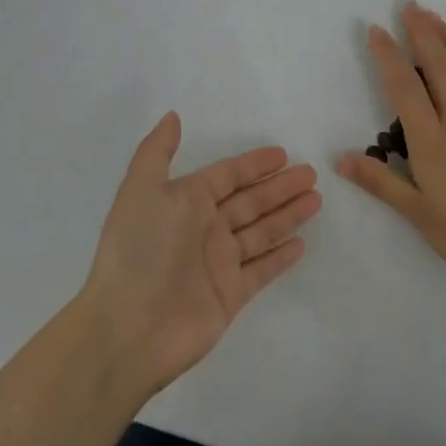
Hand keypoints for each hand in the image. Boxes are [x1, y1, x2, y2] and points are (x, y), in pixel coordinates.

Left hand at [79, 112, 320, 395]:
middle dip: (280, 186)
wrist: (129, 328)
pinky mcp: (231, 295)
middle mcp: (203, 229)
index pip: (226, 176)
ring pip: (261, 231)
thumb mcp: (141, 191)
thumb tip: (172, 116)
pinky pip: (262, 269)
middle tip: (312, 173)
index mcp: (184, 202)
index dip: (253, 164)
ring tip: (317, 199)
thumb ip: (157, 152)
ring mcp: (219, 263)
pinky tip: (302, 244)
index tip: (282, 154)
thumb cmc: (139, 251)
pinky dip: (280, 256)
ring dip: (288, 215)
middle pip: (250, 201)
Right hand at [335, 2, 445, 278]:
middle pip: (438, 67)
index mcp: (431, 141)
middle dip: (421, 33)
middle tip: (409, 5)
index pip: (405, 88)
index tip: (377, 30)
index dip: (389, 56)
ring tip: (434, 15)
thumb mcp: (418, 213)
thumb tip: (340, 159)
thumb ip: (380, 182)